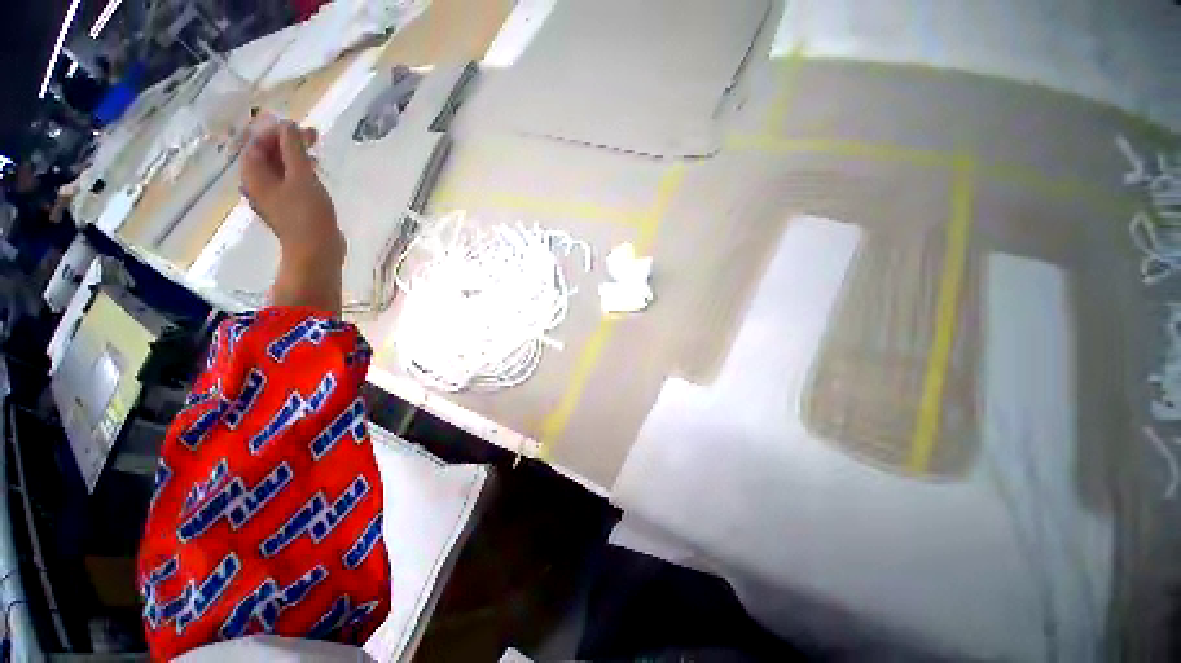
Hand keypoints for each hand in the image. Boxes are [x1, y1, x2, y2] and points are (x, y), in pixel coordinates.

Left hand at [241, 119, 342, 261]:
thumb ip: (293, 149)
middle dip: (288, 142)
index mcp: (254, 176)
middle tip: (313, 136)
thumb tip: (288, 125)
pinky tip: (316, 172)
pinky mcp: (290, 207)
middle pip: (268, 154)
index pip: (257, 143)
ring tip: (317, 151)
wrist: (316, 252)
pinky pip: (290, 181)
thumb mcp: (301, 177)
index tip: (298, 126)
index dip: (275, 130)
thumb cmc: (307, 214)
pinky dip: (300, 172)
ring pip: (280, 168)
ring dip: (296, 156)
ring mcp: (274, 197)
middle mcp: (258, 184)